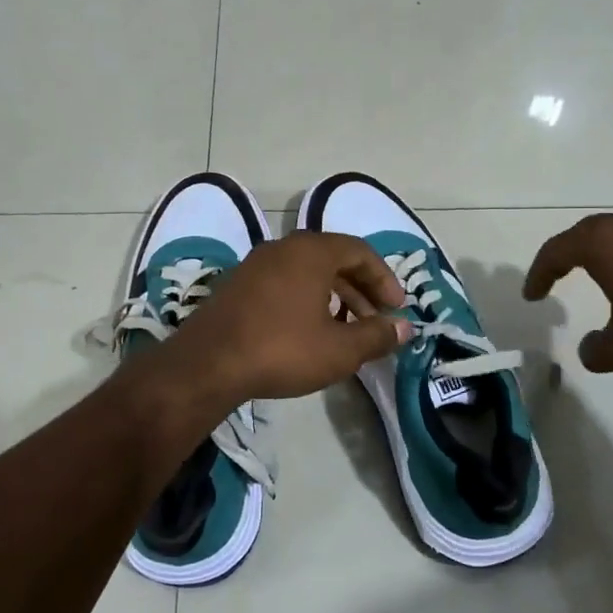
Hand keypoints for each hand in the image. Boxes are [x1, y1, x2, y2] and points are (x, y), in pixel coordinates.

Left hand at [157, 232, 410, 406]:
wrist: (207, 364)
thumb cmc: (282, 349)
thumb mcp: (339, 349)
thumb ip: (376, 335)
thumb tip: (405, 328)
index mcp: (311, 251)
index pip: (360, 251)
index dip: (384, 279)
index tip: (396, 308)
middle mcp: (282, 248)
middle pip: (333, 259)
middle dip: (360, 290)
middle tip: (376, 320)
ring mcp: (254, 265)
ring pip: (307, 272)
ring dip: (334, 297)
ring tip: (346, 330)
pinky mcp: (236, 286)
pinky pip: (283, 283)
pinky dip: (306, 300)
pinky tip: (308, 332)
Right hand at [523, 211, 612, 371]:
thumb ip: (595, 351)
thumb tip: (590, 347)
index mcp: (601, 244)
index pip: (555, 253)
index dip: (538, 275)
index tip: (532, 296)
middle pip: (583, 236)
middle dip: (564, 257)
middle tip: (554, 278)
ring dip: (599, 256)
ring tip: (593, 279)